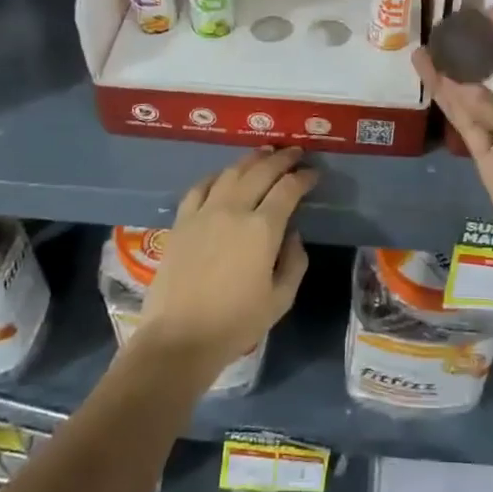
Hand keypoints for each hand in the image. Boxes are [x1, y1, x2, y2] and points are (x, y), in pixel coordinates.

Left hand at [134, 146, 313, 377]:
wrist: (178, 339)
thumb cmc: (235, 324)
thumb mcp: (280, 300)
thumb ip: (294, 262)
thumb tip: (292, 234)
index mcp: (262, 229)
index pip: (288, 189)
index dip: (304, 178)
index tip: (314, 174)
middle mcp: (234, 210)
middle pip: (261, 171)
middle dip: (282, 159)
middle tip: (295, 152)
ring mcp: (204, 212)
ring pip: (231, 172)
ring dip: (251, 159)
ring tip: (265, 153)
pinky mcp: (182, 221)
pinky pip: (200, 187)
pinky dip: (216, 175)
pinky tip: (223, 175)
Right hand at [414, 8, 492, 319]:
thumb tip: (460, 87)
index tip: (491, 9)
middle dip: (475, 51)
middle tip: (447, 24)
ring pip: (475, 97)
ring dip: (452, 73)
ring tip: (427, 45)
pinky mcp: (487, 160)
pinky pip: (466, 123)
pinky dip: (449, 102)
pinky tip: (433, 77)